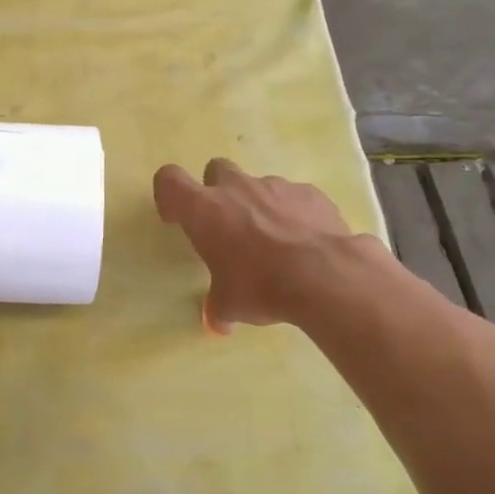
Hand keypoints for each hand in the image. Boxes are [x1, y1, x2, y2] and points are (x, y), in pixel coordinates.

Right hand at [153, 158, 357, 331]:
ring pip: (259, 186)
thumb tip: (218, 323)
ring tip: (274, 242)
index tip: (178, 218)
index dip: (170, 196)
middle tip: (228, 226)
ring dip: (259, 206)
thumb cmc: (261, 286)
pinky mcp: (310, 193)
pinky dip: (294, 214)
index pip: (170, 180)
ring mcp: (276, 186)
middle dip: (219, 192)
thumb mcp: (229, 304)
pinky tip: (305, 243)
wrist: (325, 276)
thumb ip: (218, 306)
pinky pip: (294, 198)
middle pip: (216, 171)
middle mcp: (237, 188)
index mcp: (204, 210)